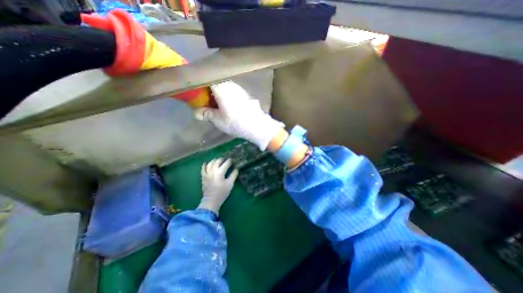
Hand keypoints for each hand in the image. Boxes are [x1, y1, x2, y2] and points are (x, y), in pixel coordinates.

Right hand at [193, 82, 283, 149]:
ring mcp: (239, 89)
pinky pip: (232, 92)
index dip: (199, 84)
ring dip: (219, 95)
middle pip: (215, 83)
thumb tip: (196, 112)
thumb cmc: (235, 122)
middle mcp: (230, 85)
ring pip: (224, 88)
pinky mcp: (245, 95)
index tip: (195, 92)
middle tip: (205, 101)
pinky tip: (228, 107)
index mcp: (221, 88)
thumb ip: (205, 114)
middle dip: (209, 91)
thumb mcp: (218, 120)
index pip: (206, 79)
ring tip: (217, 106)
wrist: (257, 125)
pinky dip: (227, 97)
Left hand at [197, 158, 237, 214]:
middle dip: (222, 159)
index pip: (226, 164)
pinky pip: (203, 169)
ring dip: (214, 160)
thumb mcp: (230, 184)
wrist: (211, 201)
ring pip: (210, 163)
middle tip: (226, 159)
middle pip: (217, 161)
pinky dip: (205, 165)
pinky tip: (206, 163)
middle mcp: (213, 171)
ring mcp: (207, 173)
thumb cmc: (222, 192)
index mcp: (220, 172)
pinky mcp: (203, 177)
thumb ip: (233, 175)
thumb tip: (236, 169)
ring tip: (218, 160)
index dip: (230, 161)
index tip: (232, 160)